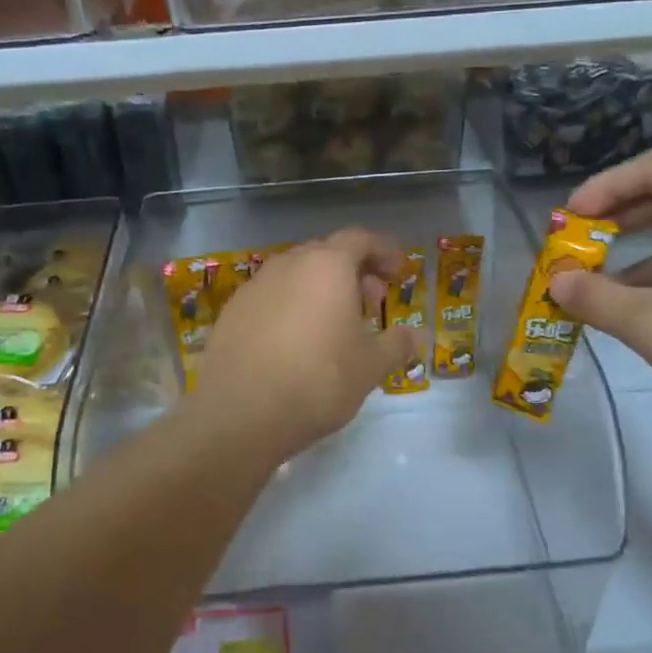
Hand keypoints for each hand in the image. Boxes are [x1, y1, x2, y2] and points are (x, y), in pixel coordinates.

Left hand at [193, 228, 424, 462]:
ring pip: (296, 275)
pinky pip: (271, 297)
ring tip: (335, 325)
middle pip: (326, 253)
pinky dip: (291, 307)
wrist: (240, 413)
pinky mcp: (232, 312)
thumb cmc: (318, 380)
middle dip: (354, 272)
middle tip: (371, 302)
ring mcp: (254, 287)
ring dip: (320, 289)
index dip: (383, 251)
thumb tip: (419, 336)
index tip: (398, 271)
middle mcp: (288, 265)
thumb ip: (397, 345)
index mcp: (327, 266)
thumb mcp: (370, 367)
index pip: (360, 239)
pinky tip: (296, 341)